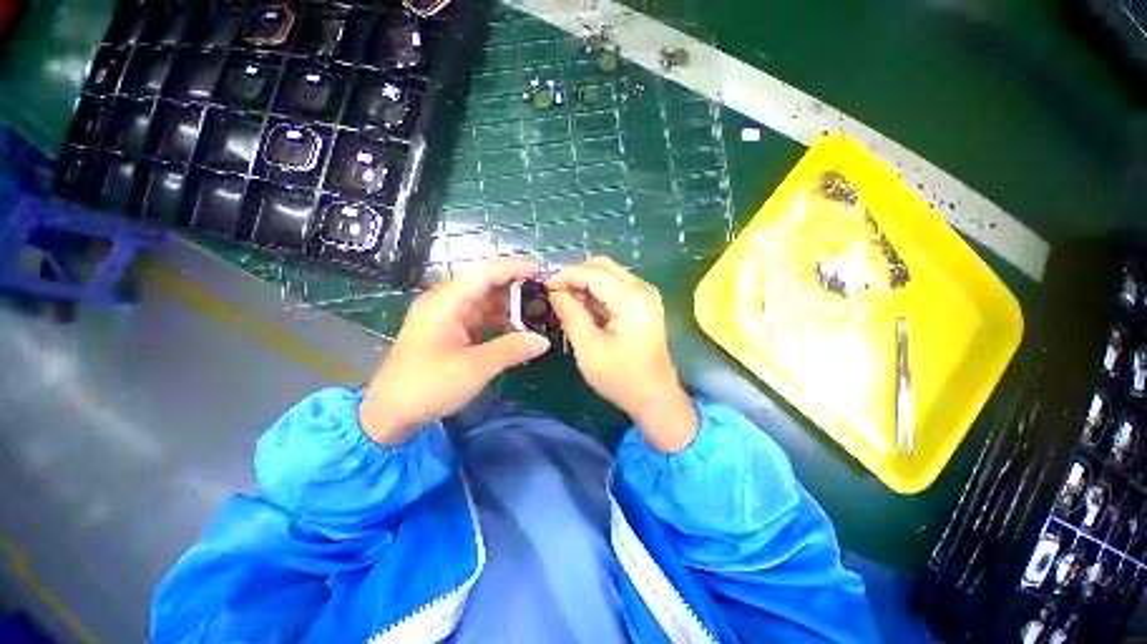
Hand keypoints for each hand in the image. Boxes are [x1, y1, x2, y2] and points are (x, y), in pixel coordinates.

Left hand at [360, 258, 549, 444]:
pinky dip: (499, 322)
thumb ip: (512, 350)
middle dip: (515, 288)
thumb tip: (543, 341)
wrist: (390, 414)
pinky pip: (480, 320)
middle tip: (544, 293)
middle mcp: (446, 304)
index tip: (540, 269)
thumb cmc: (428, 386)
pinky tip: (518, 328)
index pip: (484, 274)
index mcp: (446, 302)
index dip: (513, 268)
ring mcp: (447, 319)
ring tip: (537, 310)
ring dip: (509, 307)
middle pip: (485, 286)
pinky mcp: (450, 333)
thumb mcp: (475, 368)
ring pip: (484, 303)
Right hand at [547, 257, 697, 451]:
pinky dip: (595, 293)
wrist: (655, 397)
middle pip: (602, 266)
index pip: (593, 273)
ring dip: (584, 284)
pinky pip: (614, 287)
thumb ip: (570, 315)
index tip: (543, 287)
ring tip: (564, 303)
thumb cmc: (621, 378)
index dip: (565, 275)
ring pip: (607, 274)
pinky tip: (581, 308)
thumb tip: (554, 293)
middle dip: (575, 276)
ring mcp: (645, 295)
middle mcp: (643, 289)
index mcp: (632, 300)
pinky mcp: (643, 303)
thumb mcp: (588, 348)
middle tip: (554, 294)